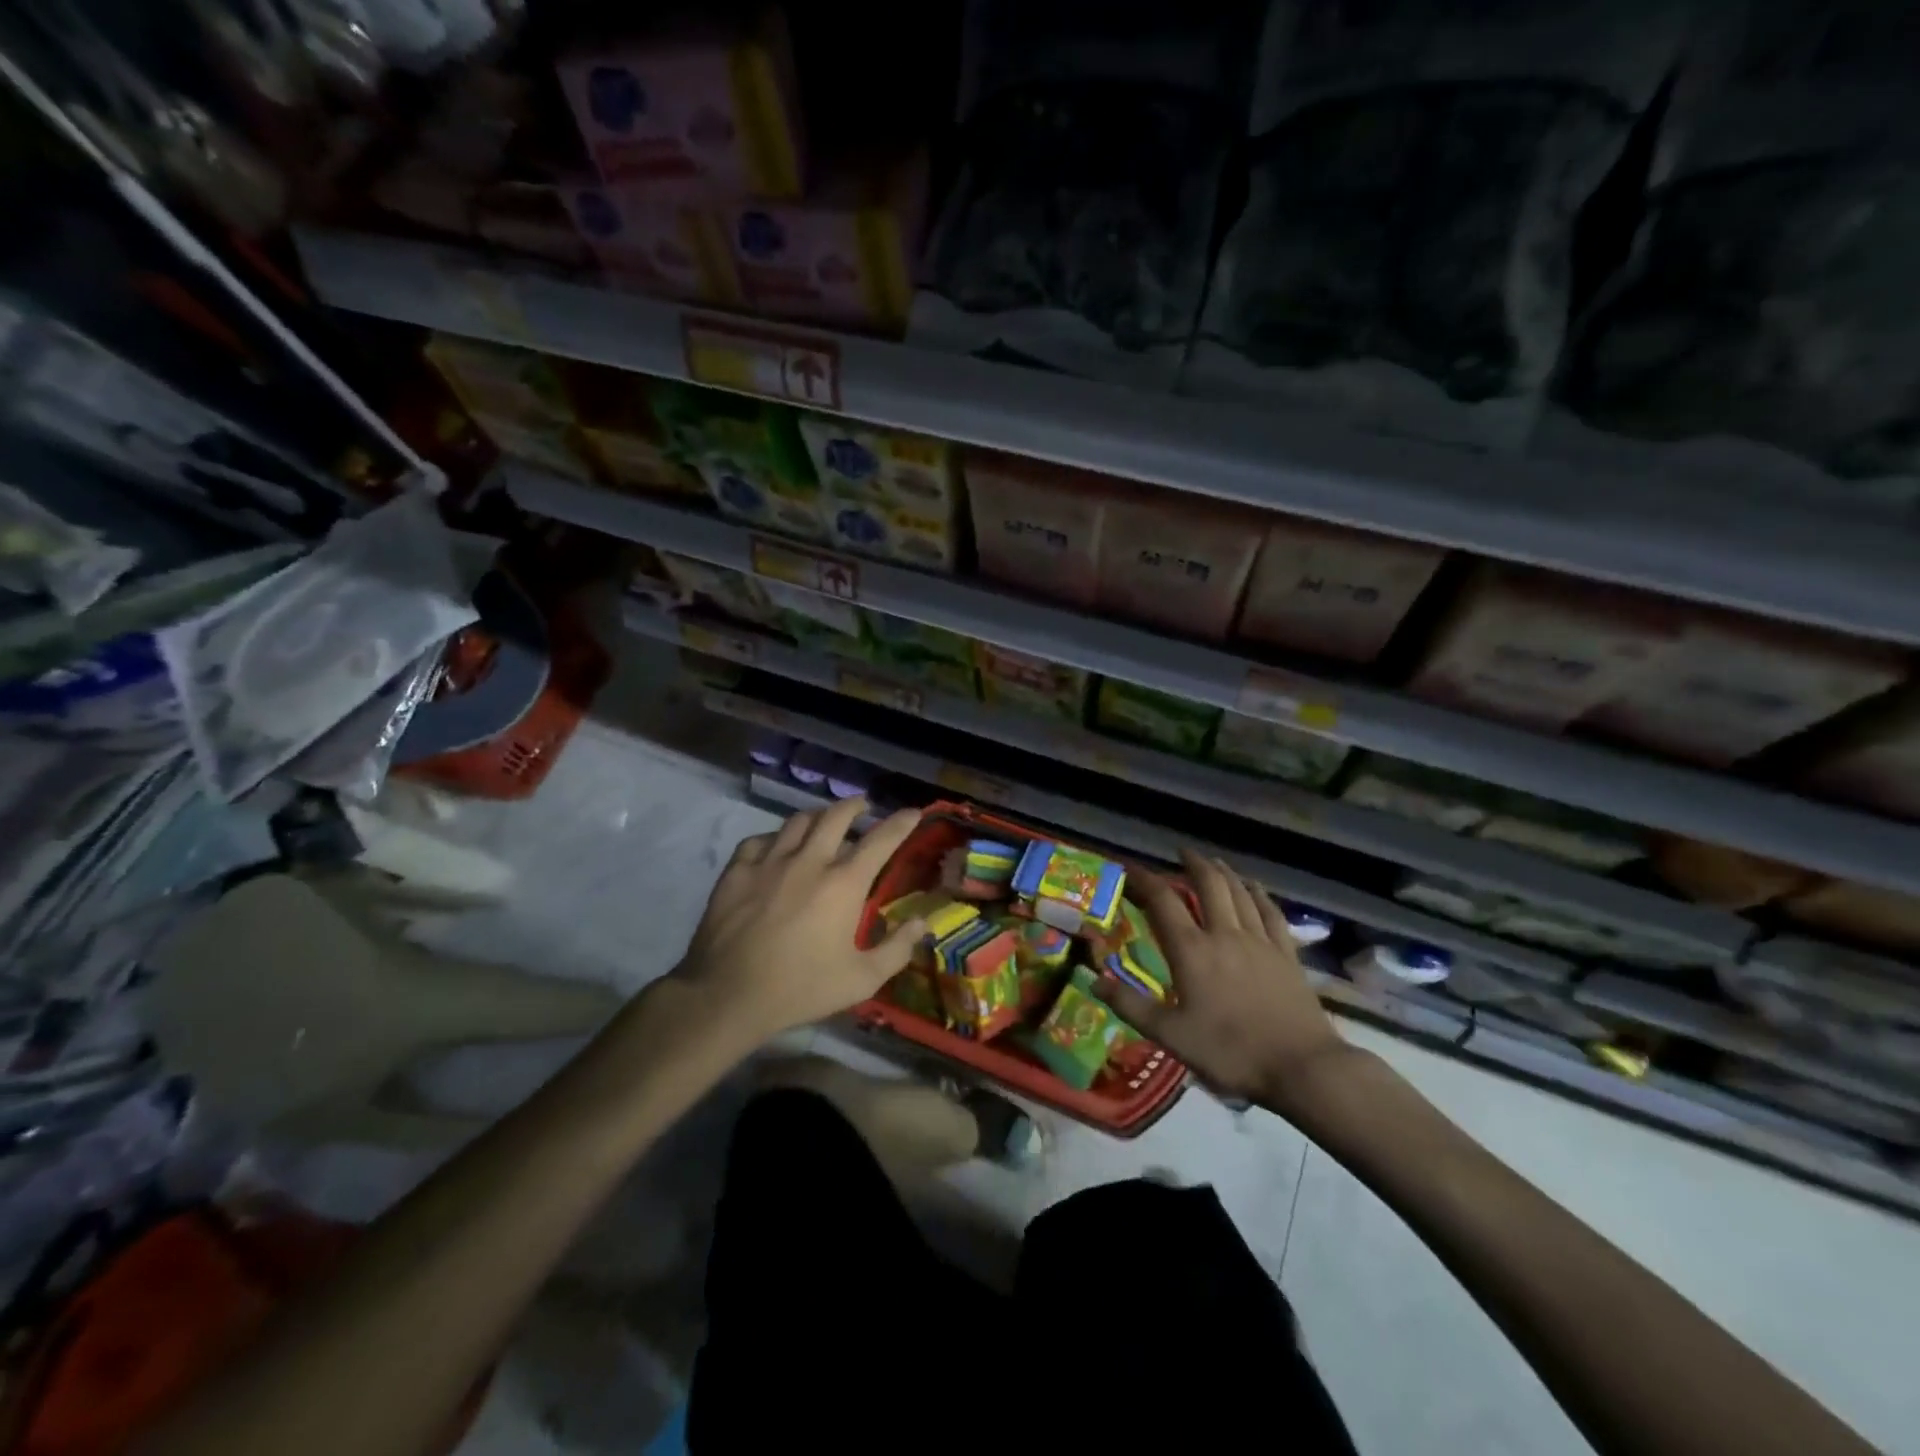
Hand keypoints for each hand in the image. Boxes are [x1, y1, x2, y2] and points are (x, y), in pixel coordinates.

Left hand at [671, 798, 925, 1044]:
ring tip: (823, 821)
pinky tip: (776, 847)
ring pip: (798, 821)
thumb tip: (922, 922)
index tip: (913, 812)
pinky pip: (760, 840)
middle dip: (855, 806)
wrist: (727, 996)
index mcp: (844, 883)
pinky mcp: (737, 870)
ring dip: (817, 816)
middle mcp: (809, 861)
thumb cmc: (801, 989)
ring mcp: (769, 862)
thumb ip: (897, 949)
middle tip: (863, 807)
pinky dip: (775, 838)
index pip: (881, 840)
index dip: (901, 822)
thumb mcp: (860, 980)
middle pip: (836, 816)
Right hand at [1099, 850, 1352, 1114]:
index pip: (1164, 902)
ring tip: (1214, 862)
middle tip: (1182, 852)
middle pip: (1209, 886)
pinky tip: (1255, 888)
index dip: (1145, 880)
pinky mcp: (1287, 954)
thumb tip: (1093, 980)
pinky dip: (1260, 894)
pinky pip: (1271, 913)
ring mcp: (1260, 942)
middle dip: (1193, 864)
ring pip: (1240, 894)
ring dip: (1224, 873)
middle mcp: (1224, 935)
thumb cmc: (1230, 1052)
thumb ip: (1130, 1005)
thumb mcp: (1170, 1036)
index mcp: (1192, 951)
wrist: (1301, 1067)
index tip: (1131, 868)